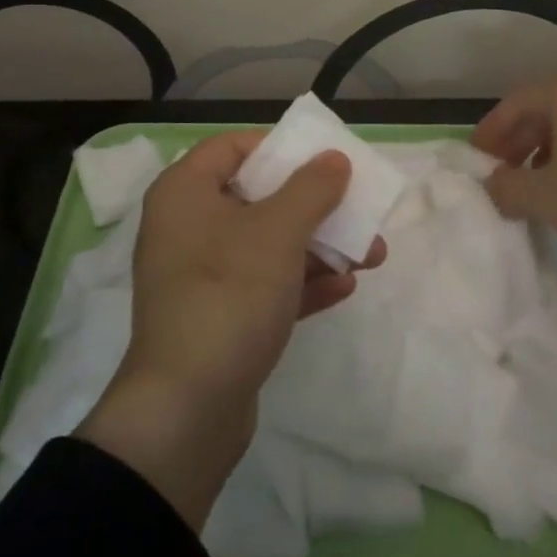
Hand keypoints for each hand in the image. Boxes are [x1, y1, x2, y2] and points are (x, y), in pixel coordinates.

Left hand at [76, 131, 384, 530]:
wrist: (187, 409)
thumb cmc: (229, 294)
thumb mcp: (278, 232)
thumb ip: (311, 188)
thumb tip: (334, 158)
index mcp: (184, 194)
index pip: (231, 148)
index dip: (278, 148)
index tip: (321, 159)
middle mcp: (187, 229)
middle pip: (258, 199)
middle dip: (315, 206)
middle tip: (359, 210)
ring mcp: (201, 277)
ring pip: (267, 246)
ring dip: (319, 248)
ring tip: (371, 255)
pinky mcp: (218, 318)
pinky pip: (264, 287)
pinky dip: (302, 283)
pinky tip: (345, 288)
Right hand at [473, 78, 556, 309]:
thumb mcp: (542, 197)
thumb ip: (505, 186)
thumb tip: (492, 183)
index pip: (516, 103)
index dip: (490, 130)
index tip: (476, 158)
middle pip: (544, 111)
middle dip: (516, 141)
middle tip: (500, 171)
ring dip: (543, 151)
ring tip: (531, 183)